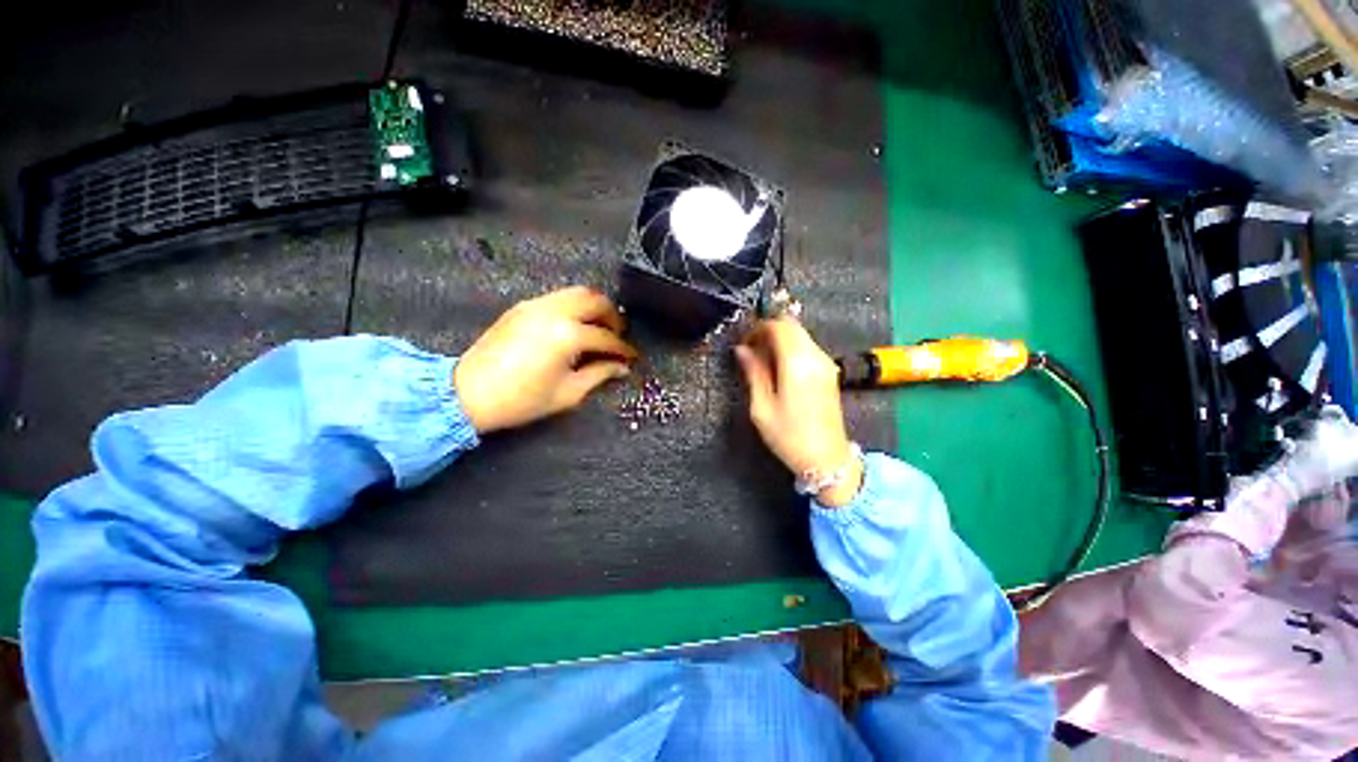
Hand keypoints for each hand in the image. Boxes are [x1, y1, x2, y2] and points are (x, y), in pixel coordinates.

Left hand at [454, 287, 637, 432]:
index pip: (606, 338)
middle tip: (618, 336)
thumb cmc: (522, 399)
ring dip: (594, 307)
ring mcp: (536, 305)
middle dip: (613, 316)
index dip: (623, 349)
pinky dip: (574, 307)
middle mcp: (554, 311)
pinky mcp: (522, 307)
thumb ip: (600, 374)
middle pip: (596, 300)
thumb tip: (621, 367)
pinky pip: (558, 298)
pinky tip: (575, 326)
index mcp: (567, 335)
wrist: (468, 393)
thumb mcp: (569, 393)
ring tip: (600, 328)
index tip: (632, 357)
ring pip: (577, 292)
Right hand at [735, 318, 862, 506]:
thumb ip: (753, 373)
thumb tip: (741, 350)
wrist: (826, 459)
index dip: (757, 328)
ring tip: (761, 360)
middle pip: (791, 325)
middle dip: (768, 331)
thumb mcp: (762, 407)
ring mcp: (826, 363)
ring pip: (800, 335)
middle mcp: (815, 356)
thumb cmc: (789, 436)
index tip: (743, 343)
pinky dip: (790, 348)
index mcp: (797, 363)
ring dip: (779, 339)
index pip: (778, 327)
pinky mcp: (829, 372)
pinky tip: (778, 368)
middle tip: (750, 349)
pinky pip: (807, 347)